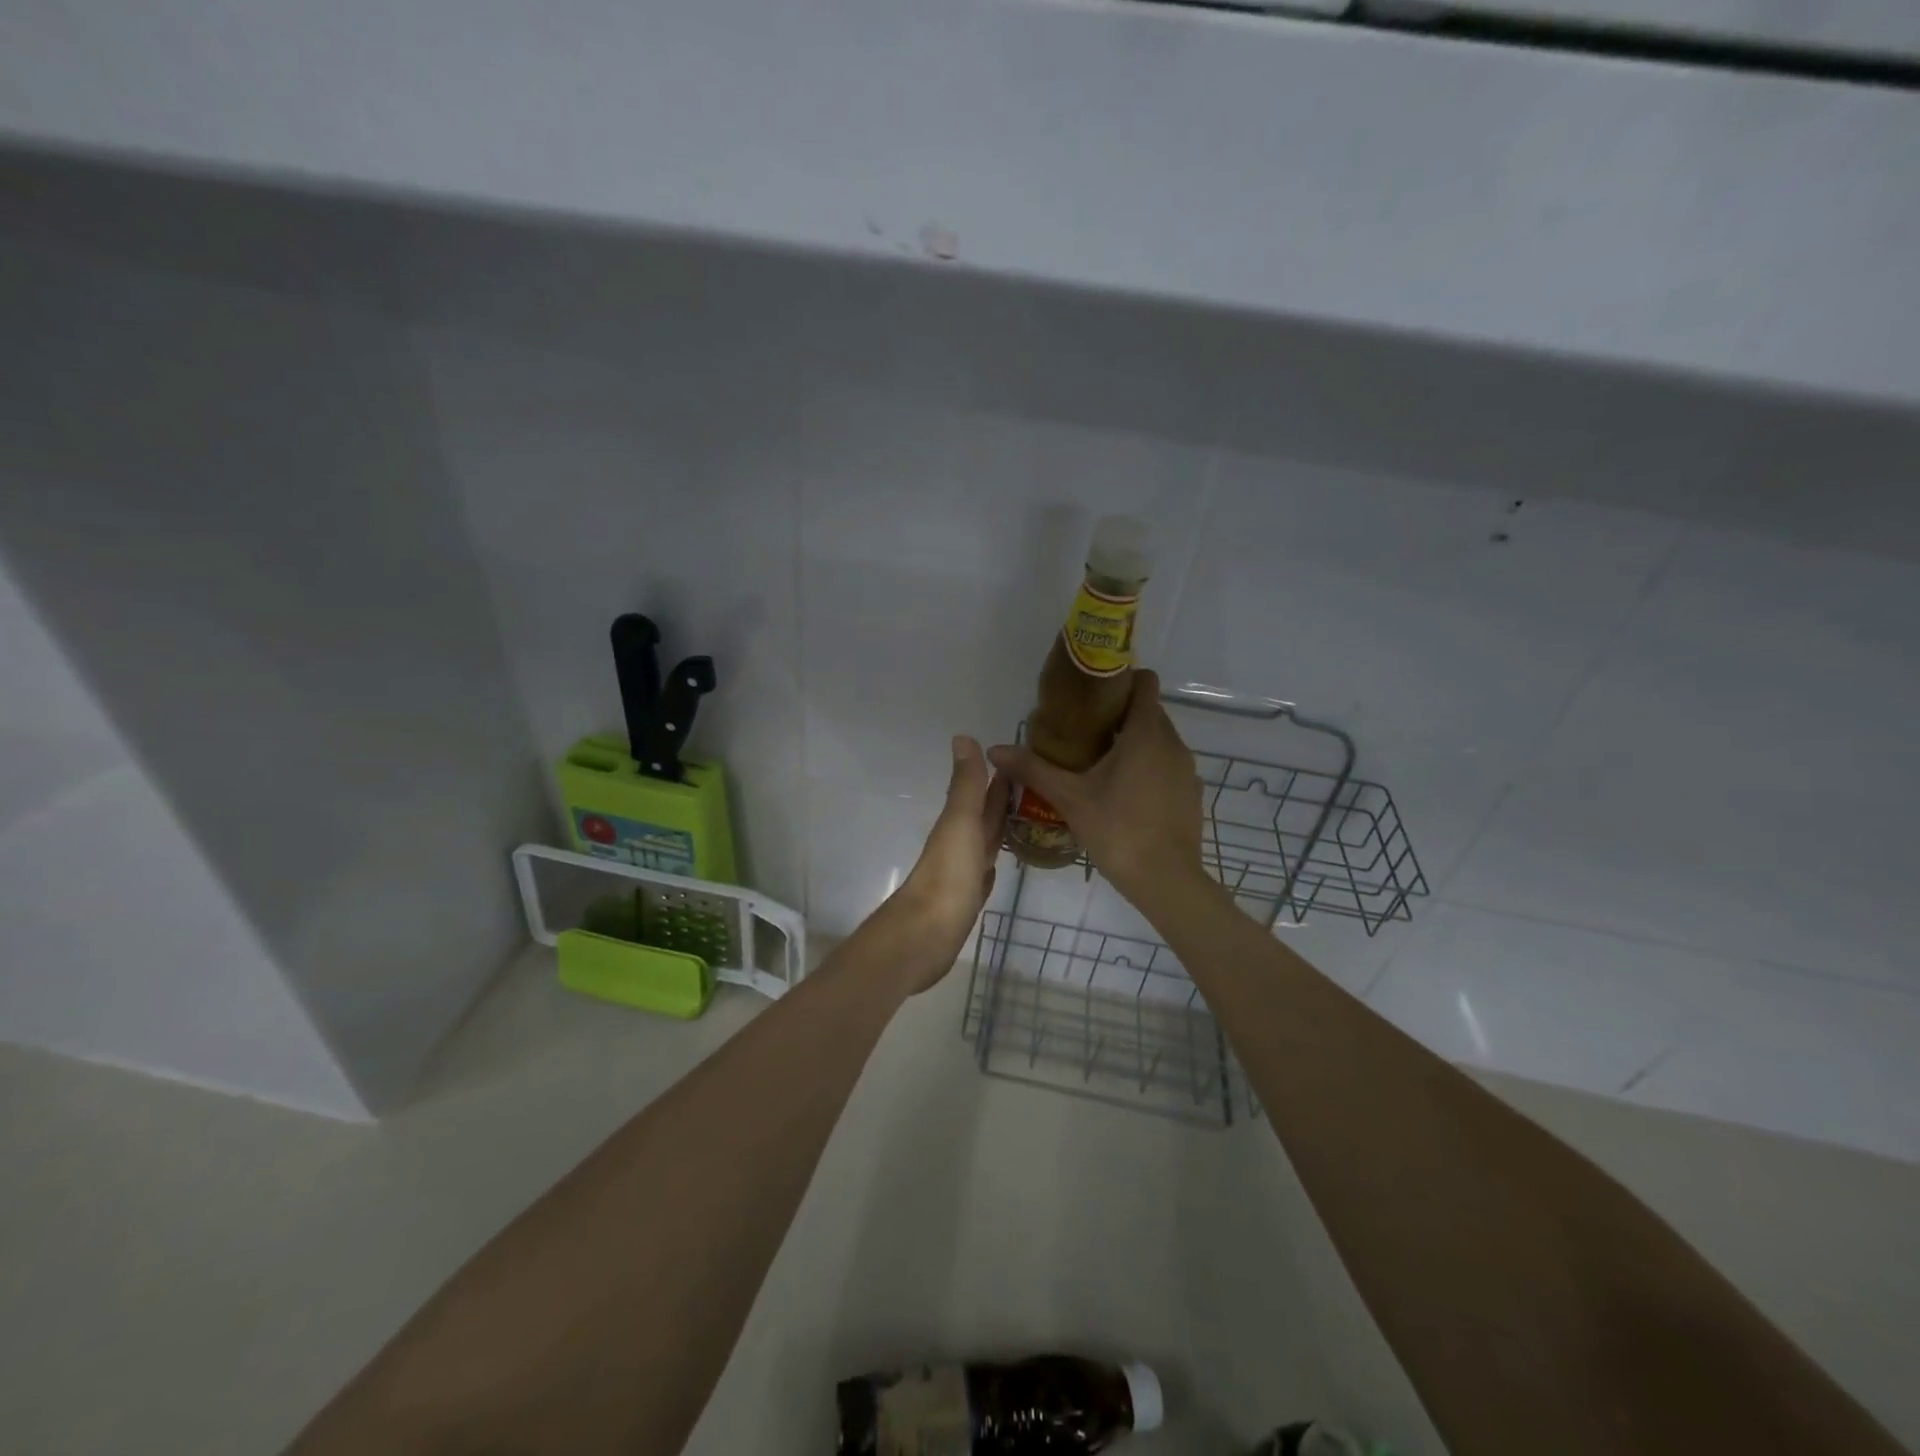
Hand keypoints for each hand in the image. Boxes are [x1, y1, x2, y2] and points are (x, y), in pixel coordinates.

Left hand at [884, 736, 1011, 992]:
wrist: (925, 936)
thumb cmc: (947, 876)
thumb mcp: (960, 823)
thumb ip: (966, 784)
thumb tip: (963, 735)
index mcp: (959, 823)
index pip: (982, 793)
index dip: (999, 776)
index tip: (1023, 759)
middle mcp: (960, 844)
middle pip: (984, 816)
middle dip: (1002, 800)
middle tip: (1034, 784)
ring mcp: (963, 873)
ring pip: (985, 843)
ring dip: (999, 829)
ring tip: (1026, 817)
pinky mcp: (966, 900)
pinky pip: (984, 873)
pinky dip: (992, 863)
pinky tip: (999, 863)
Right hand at [987, 671, 1206, 910]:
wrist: (1167, 880)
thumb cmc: (1118, 830)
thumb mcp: (1069, 798)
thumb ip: (1033, 769)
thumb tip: (994, 750)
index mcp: (1146, 734)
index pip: (1145, 683)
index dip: (1122, 680)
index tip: (1093, 693)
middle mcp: (1173, 743)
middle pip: (1149, 711)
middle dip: (1120, 714)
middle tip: (1084, 731)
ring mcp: (1187, 770)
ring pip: (1160, 740)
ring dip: (1134, 743)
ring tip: (1100, 763)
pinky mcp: (1192, 793)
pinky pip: (1168, 765)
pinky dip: (1149, 767)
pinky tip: (1124, 793)